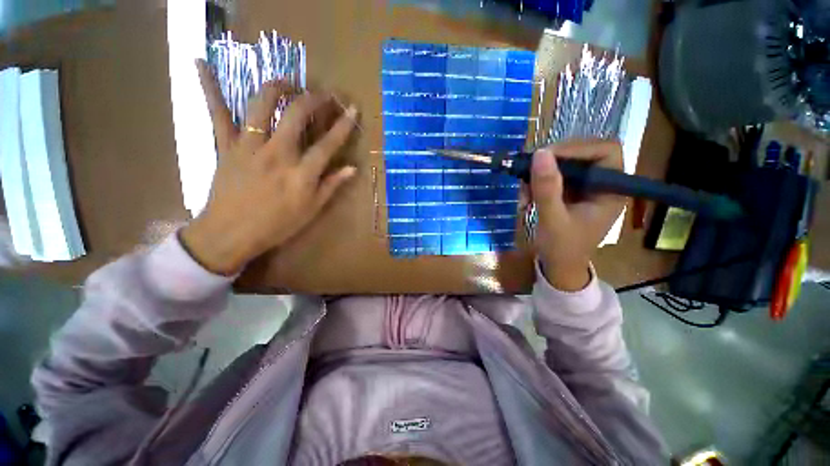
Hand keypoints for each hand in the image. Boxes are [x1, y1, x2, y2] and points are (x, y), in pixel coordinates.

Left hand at [180, 60, 358, 275]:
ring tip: (287, 83)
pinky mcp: (225, 145)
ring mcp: (248, 146)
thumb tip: (352, 168)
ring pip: (261, 105)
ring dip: (277, 87)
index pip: (328, 144)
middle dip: (313, 99)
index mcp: (301, 174)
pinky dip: (209, 87)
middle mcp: (277, 154)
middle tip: (323, 94)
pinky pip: (217, 112)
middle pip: (296, 115)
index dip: (343, 125)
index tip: (352, 108)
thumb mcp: (311, 210)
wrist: (231, 234)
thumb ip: (331, 186)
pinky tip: (201, 62)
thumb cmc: (277, 225)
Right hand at [528, 140, 625, 290]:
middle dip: (551, 164)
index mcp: (611, 190)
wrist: (558, 266)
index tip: (546, 157)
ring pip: (562, 165)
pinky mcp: (569, 192)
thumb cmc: (562, 248)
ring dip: (538, 176)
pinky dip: (535, 184)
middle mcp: (601, 183)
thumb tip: (540, 153)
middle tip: (527, 174)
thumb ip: (547, 188)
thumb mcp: (553, 219)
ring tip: (524, 195)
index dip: (578, 147)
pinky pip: (552, 176)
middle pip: (581, 154)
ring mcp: (584, 187)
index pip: (605, 151)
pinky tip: (525, 198)